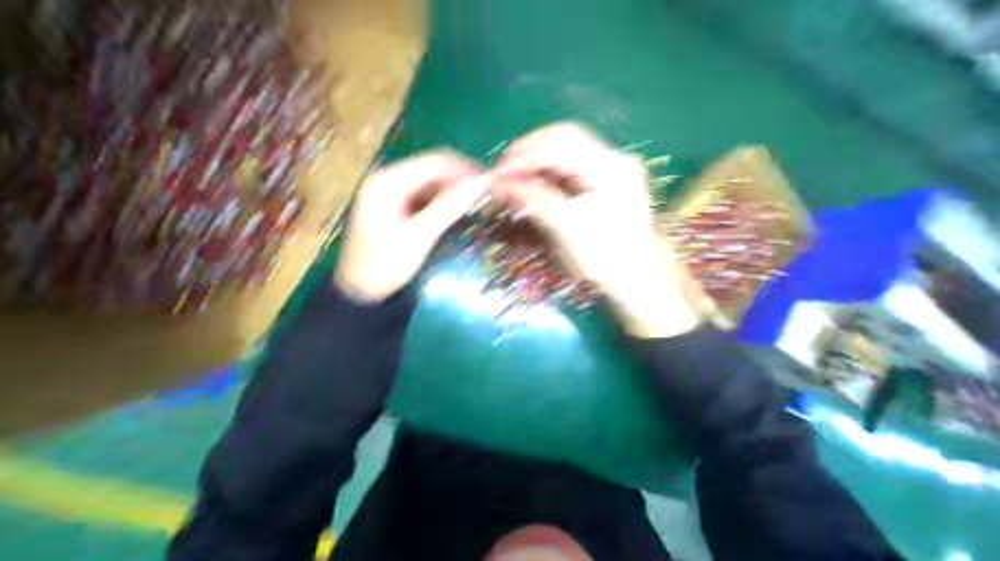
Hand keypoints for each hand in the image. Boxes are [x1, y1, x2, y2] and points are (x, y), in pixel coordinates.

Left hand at [335, 152, 488, 301]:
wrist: (362, 292)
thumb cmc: (385, 265)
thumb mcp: (417, 237)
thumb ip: (447, 208)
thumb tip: (479, 183)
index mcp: (387, 182)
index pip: (435, 163)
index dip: (465, 171)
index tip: (490, 184)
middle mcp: (390, 180)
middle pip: (434, 170)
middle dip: (461, 180)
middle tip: (487, 195)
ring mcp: (394, 193)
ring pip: (433, 183)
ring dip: (456, 191)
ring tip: (478, 203)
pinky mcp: (400, 206)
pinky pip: (429, 196)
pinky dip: (446, 201)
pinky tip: (459, 211)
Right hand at [491, 123, 697, 336]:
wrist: (637, 278)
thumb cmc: (605, 259)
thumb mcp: (567, 229)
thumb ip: (534, 200)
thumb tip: (500, 184)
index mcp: (611, 168)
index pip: (560, 146)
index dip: (523, 158)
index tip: (497, 174)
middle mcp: (612, 160)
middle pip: (563, 139)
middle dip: (528, 153)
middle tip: (502, 172)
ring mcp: (609, 170)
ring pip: (565, 152)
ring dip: (536, 162)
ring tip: (513, 178)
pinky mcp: (602, 183)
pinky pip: (569, 169)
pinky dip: (546, 174)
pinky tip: (532, 184)